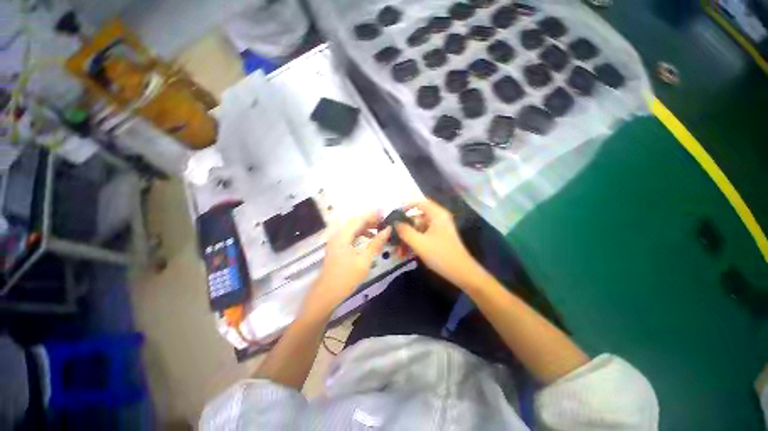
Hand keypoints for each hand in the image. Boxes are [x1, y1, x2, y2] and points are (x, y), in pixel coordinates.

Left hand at [302, 212, 390, 315]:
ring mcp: (336, 241)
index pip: (359, 219)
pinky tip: (370, 239)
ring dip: (366, 227)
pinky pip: (351, 235)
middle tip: (385, 221)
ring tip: (380, 228)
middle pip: (356, 221)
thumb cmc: (346, 277)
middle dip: (371, 219)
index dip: (373, 214)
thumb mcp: (364, 260)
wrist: (327, 294)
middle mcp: (338, 234)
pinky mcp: (337, 247)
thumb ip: (376, 243)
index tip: (386, 213)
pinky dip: (361, 234)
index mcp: (343, 235)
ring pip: (353, 228)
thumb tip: (388, 230)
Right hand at [395, 200, 485, 289]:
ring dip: (409, 236)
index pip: (419, 203)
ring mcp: (440, 229)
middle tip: (394, 234)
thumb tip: (395, 222)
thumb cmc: (440, 254)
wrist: (462, 273)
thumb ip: (405, 231)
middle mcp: (439, 218)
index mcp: (437, 214)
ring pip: (420, 228)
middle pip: (418, 217)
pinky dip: (415, 241)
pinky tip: (406, 252)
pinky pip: (424, 235)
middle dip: (405, 226)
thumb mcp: (419, 242)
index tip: (394, 215)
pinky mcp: (440, 238)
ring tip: (398, 248)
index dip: (406, 207)